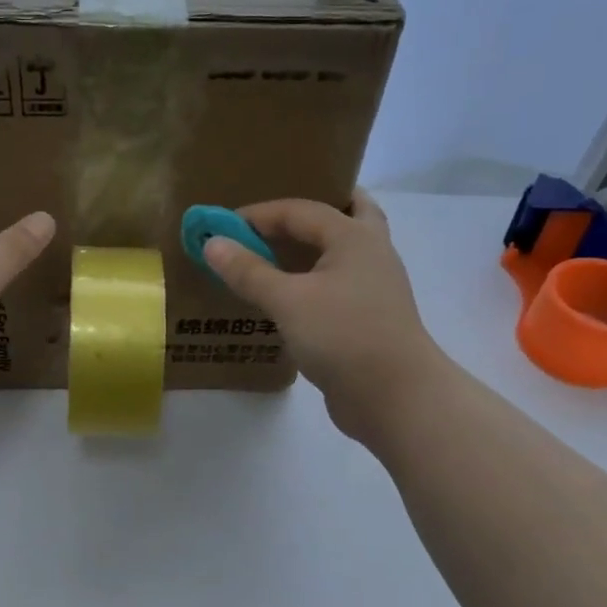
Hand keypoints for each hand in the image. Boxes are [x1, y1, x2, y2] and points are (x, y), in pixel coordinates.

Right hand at [203, 188, 439, 448]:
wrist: (395, 397)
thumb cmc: (343, 336)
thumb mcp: (288, 301)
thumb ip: (249, 271)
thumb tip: (212, 243)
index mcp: (354, 236)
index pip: (300, 210)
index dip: (258, 214)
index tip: (221, 227)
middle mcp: (370, 253)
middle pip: (344, 215)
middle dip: (308, 214)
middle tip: (272, 220)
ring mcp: (373, 288)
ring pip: (341, 253)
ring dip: (311, 248)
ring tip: (274, 255)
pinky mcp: (368, 319)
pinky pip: (337, 286)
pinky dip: (313, 281)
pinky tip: (287, 298)